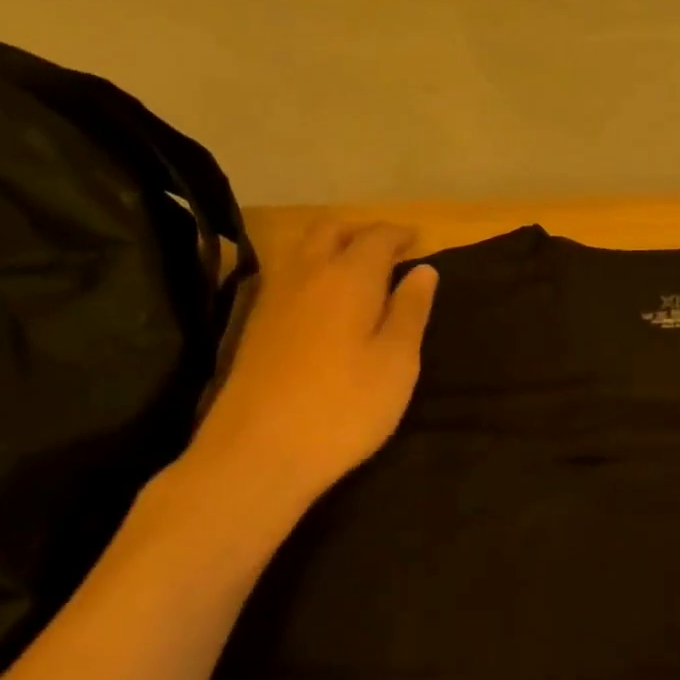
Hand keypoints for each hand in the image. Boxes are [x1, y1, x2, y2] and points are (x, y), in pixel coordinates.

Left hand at [182, 213, 437, 516]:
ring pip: (303, 249)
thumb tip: (424, 271)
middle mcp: (306, 273)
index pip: (376, 238)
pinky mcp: (255, 323)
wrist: (260, 449)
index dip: (399, 234)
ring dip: (332, 245)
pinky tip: (322, 298)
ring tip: (358, 268)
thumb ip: (411, 311)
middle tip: (388, 248)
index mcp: (349, 277)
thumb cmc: (345, 407)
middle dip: (361, 230)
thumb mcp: (396, 362)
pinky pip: (288, 275)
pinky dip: (312, 269)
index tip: (418, 239)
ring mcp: (273, 297)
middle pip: (331, 230)